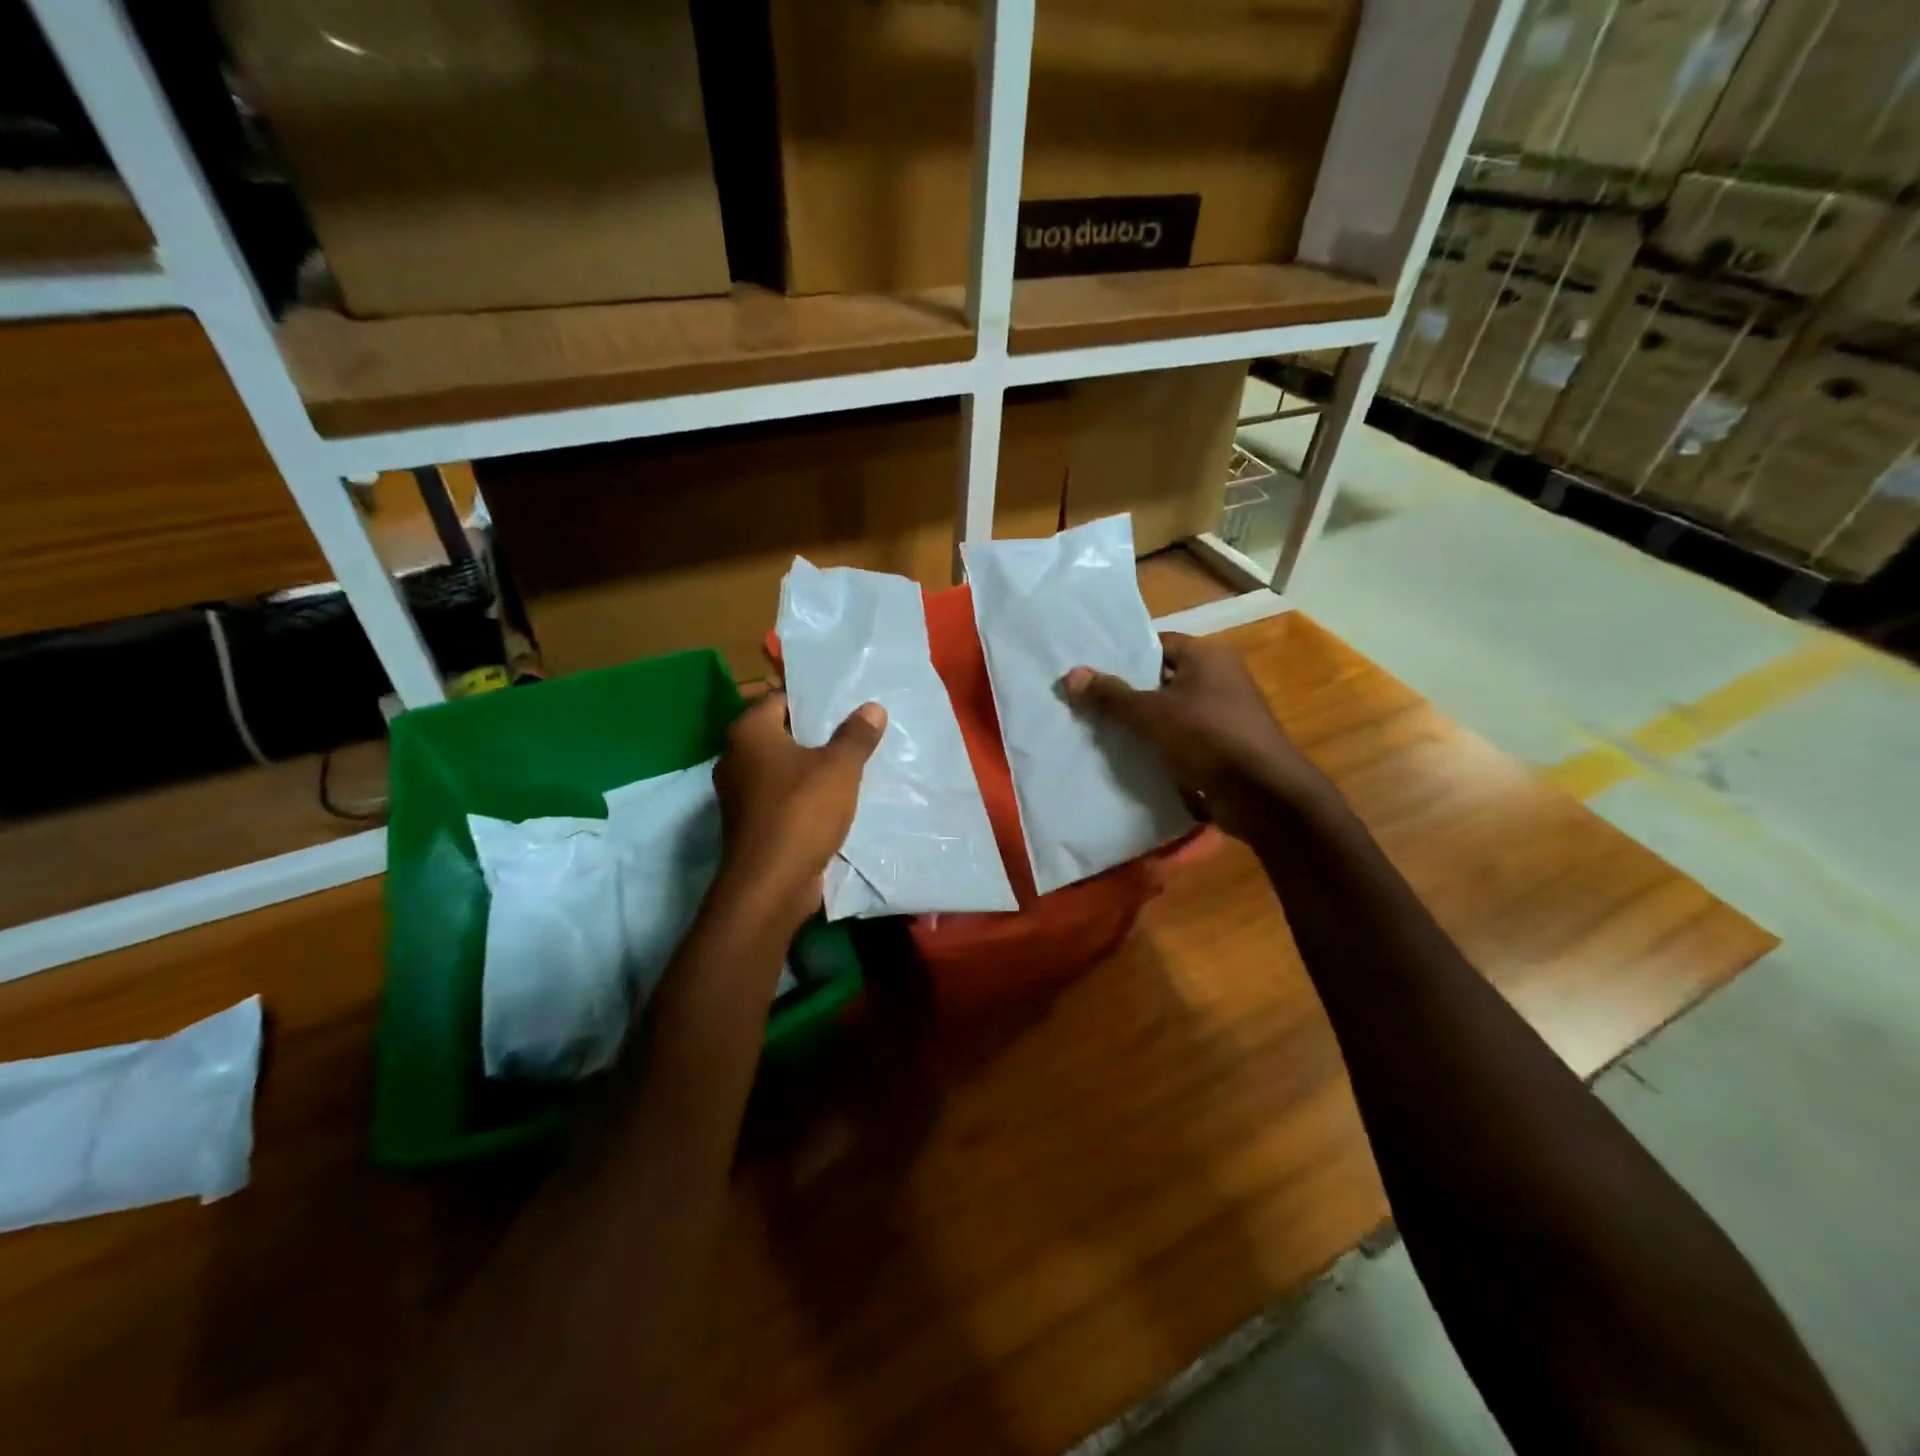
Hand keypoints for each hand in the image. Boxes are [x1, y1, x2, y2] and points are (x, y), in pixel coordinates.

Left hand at [711, 692, 886, 934]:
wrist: (771, 884)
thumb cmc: (801, 812)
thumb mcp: (839, 768)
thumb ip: (856, 735)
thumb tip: (872, 708)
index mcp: (748, 733)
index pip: (780, 699)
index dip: (813, 700)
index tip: (845, 703)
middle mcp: (735, 758)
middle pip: (781, 733)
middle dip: (816, 734)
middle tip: (856, 731)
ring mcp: (740, 793)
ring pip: (782, 768)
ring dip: (812, 767)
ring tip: (852, 763)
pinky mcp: (750, 823)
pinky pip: (781, 797)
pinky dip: (804, 795)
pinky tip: (835, 800)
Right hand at [1062, 632, 1329, 840]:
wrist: (1262, 794)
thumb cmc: (1207, 737)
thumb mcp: (1151, 713)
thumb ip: (1110, 695)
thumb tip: (1069, 676)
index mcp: (1207, 655)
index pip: (1156, 645)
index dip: (1123, 658)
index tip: (1090, 674)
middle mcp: (1219, 676)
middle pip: (1161, 679)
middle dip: (1126, 694)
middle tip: (1086, 704)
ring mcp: (1224, 713)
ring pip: (1170, 711)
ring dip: (1141, 724)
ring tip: (1098, 732)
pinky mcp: (1223, 745)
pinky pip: (1182, 738)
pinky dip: (1159, 746)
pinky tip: (1128, 757)